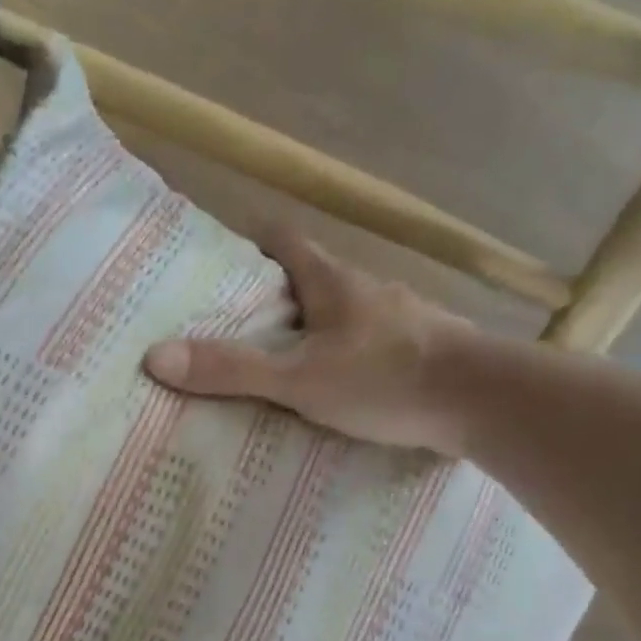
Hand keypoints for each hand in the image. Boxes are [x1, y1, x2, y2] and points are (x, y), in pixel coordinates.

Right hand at [143, 226, 480, 453]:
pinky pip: (361, 345)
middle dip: (267, 295)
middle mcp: (363, 289)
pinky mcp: (415, 351)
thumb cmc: (387, 378)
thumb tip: (155, 357)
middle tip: (225, 324)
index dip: (246, 240)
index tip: (215, 258)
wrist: (486, 402)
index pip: (282, 238)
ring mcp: (394, 320)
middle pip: (306, 278)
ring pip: (335, 314)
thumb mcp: (299, 379)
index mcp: (332, 280)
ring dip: (304, 330)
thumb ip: (232, 370)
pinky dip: (336, 357)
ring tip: (268, 363)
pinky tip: (325, 388)